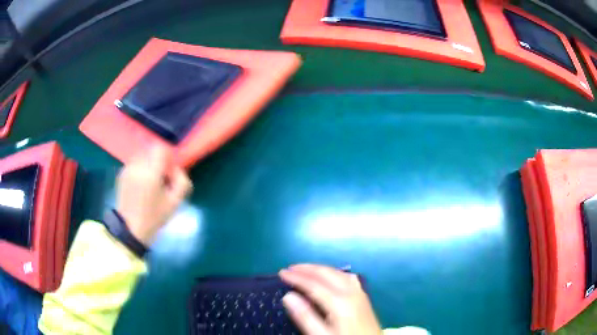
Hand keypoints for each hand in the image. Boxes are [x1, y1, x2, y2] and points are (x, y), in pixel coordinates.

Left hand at [116, 145, 192, 245]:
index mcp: (151, 173)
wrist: (130, 229)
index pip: (160, 149)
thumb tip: (176, 168)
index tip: (170, 170)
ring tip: (151, 181)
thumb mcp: (175, 203)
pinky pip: (135, 162)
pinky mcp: (121, 173)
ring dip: (149, 163)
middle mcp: (137, 166)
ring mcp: (127, 169)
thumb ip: (182, 181)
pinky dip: (140, 168)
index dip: (168, 156)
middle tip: (161, 178)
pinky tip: (141, 184)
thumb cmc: (154, 217)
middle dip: (158, 160)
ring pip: (142, 155)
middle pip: (151, 150)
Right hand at [279, 264, 381, 334]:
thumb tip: (288, 296)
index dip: (296, 277)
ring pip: (338, 273)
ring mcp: (360, 294)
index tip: (281, 273)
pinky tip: (330, 277)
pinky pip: (347, 278)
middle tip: (290, 269)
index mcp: (340, 302)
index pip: (313, 284)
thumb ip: (305, 317)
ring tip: (305, 270)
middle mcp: (351, 293)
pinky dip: (334, 273)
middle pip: (327, 274)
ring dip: (320, 269)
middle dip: (307, 268)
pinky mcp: (364, 298)